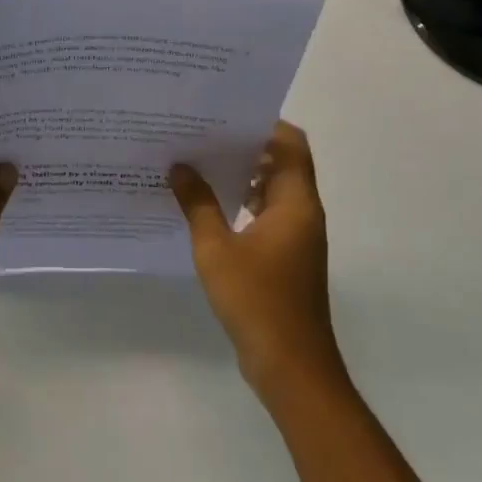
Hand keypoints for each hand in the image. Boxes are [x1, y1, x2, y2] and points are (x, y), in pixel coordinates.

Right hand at [170, 121, 346, 402]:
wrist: (291, 367)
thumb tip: (179, 166)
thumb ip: (198, 204)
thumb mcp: (216, 249)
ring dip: (242, 174)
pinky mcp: (287, 256)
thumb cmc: (257, 300)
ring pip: (273, 189)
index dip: (264, 123)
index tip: (226, 114)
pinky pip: (267, 213)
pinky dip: (242, 202)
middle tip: (202, 133)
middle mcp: (302, 212)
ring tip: (198, 162)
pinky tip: (207, 206)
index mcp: (295, 202)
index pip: (291, 144)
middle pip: (281, 162)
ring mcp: (296, 236)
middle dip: (245, 145)